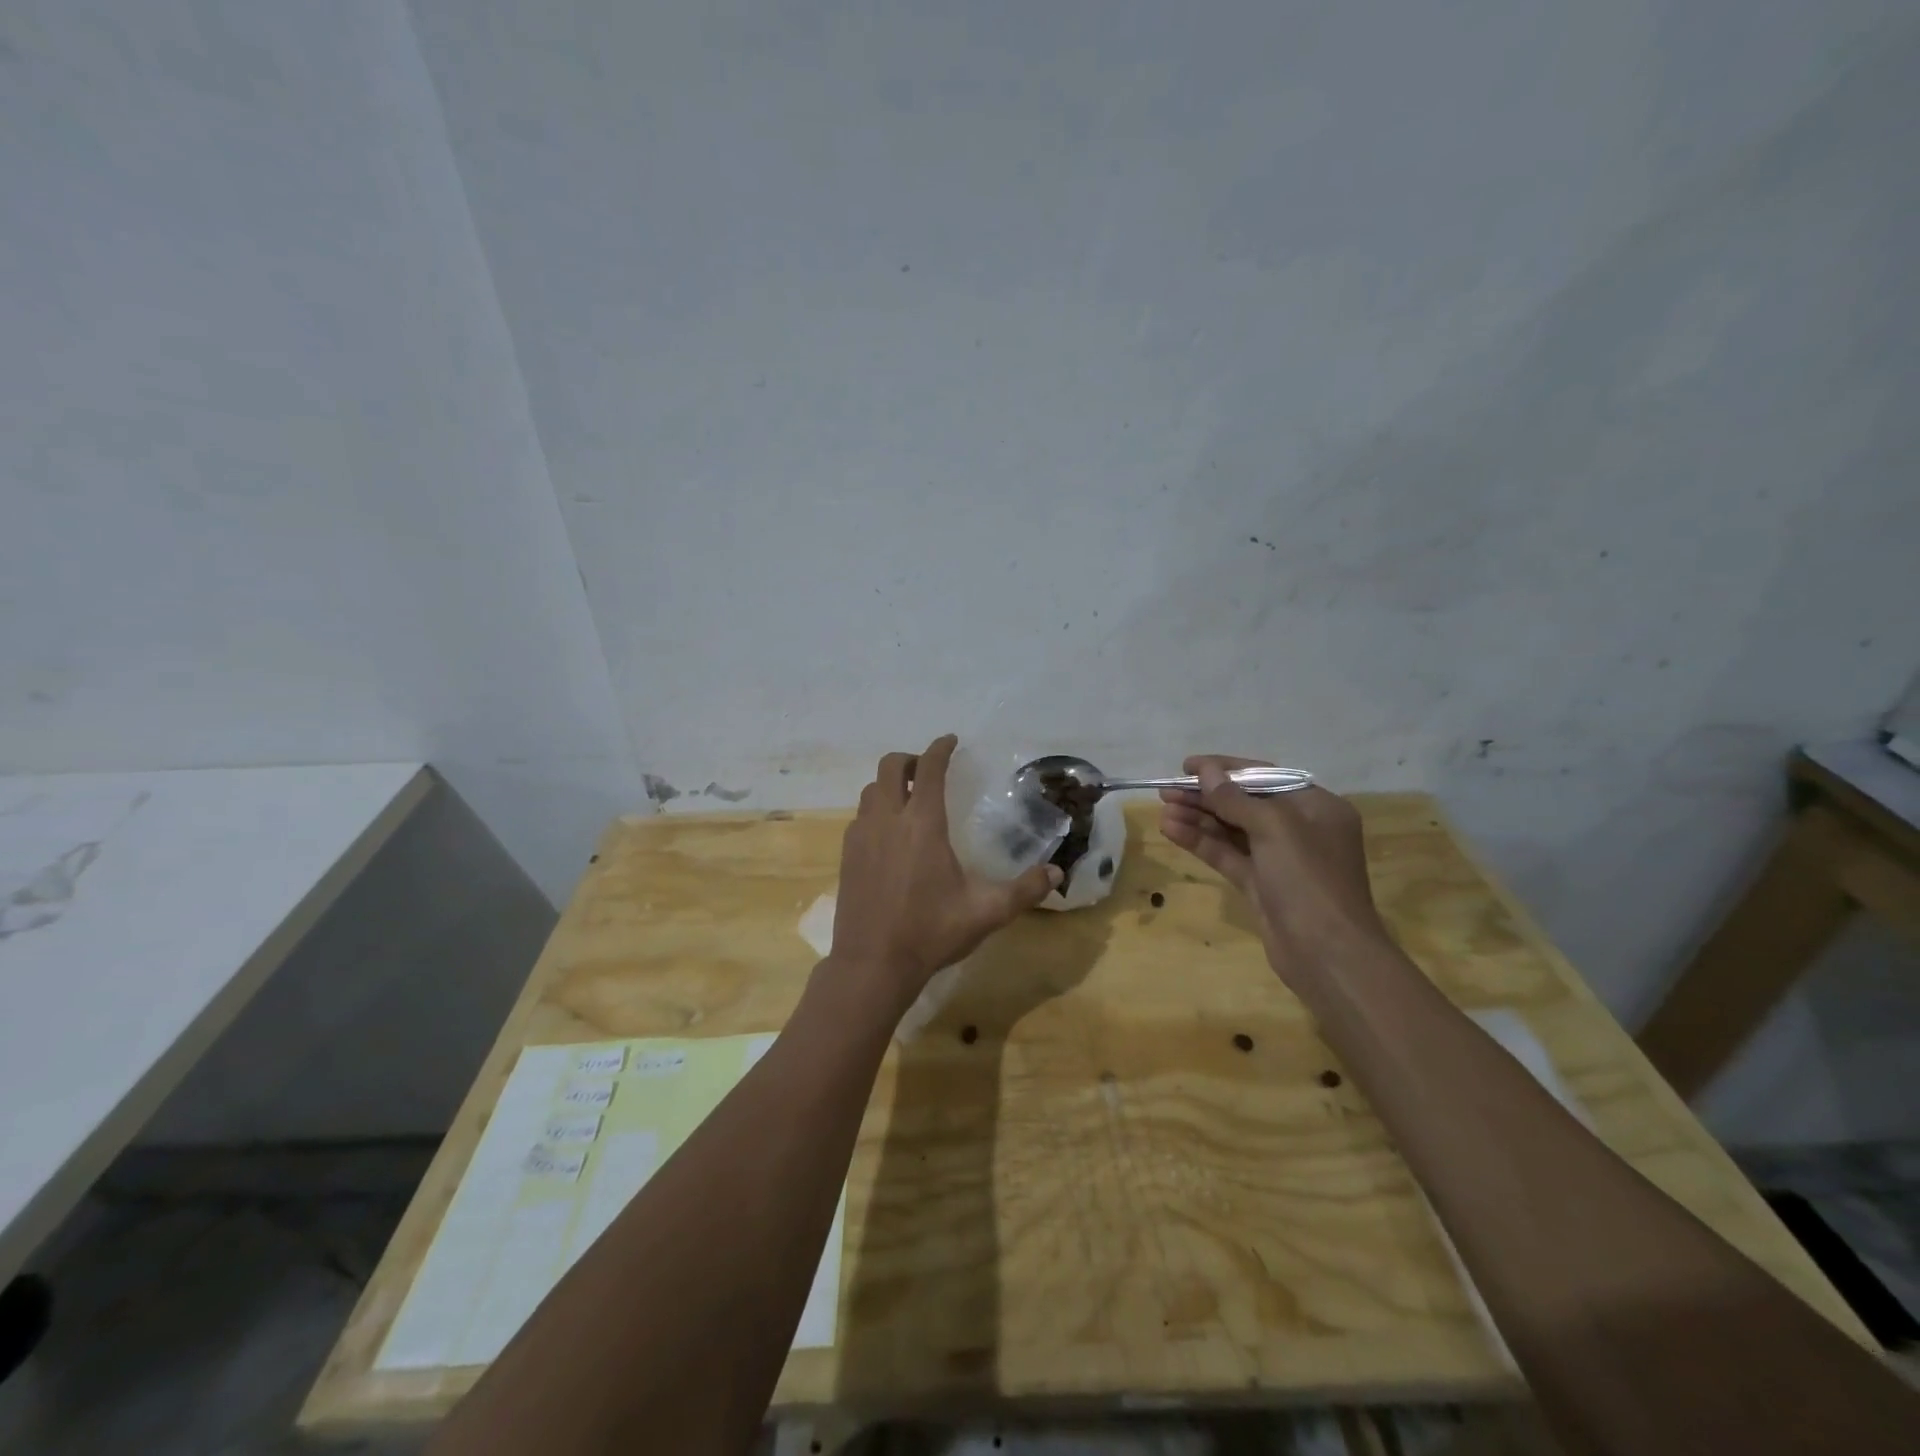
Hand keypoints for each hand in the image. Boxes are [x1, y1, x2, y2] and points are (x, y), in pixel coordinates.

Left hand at [828, 735, 1060, 1014]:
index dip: (940, 748)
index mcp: (922, 824)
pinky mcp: (846, 855)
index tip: (951, 741)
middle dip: (910, 759)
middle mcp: (888, 820)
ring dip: (889, 784)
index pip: (929, 768)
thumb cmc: (931, 932)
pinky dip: (875, 810)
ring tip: (908, 799)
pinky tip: (889, 834)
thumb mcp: (986, 912)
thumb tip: (1056, 874)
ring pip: (870, 790)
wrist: (872, 964)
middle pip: (889, 766)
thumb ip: (1024, 890)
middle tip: (929, 770)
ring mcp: (861, 836)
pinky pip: (860, 816)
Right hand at [1159, 755, 1388, 989]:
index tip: (1187, 765)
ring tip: (1163, 809)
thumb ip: (1234, 798)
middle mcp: (1299, 829)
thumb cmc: (1308, 879)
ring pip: (1232, 829)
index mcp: (1316, 807)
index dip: (1225, 769)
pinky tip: (1172, 830)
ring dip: (1198, 818)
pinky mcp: (1260, 885)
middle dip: (1205, 795)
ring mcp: (1279, 859)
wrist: (1327, 953)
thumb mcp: (1274, 828)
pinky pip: (1227, 854)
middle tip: (1166, 790)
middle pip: (1244, 803)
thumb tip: (1205, 771)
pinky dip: (1201, 842)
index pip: (1265, 776)